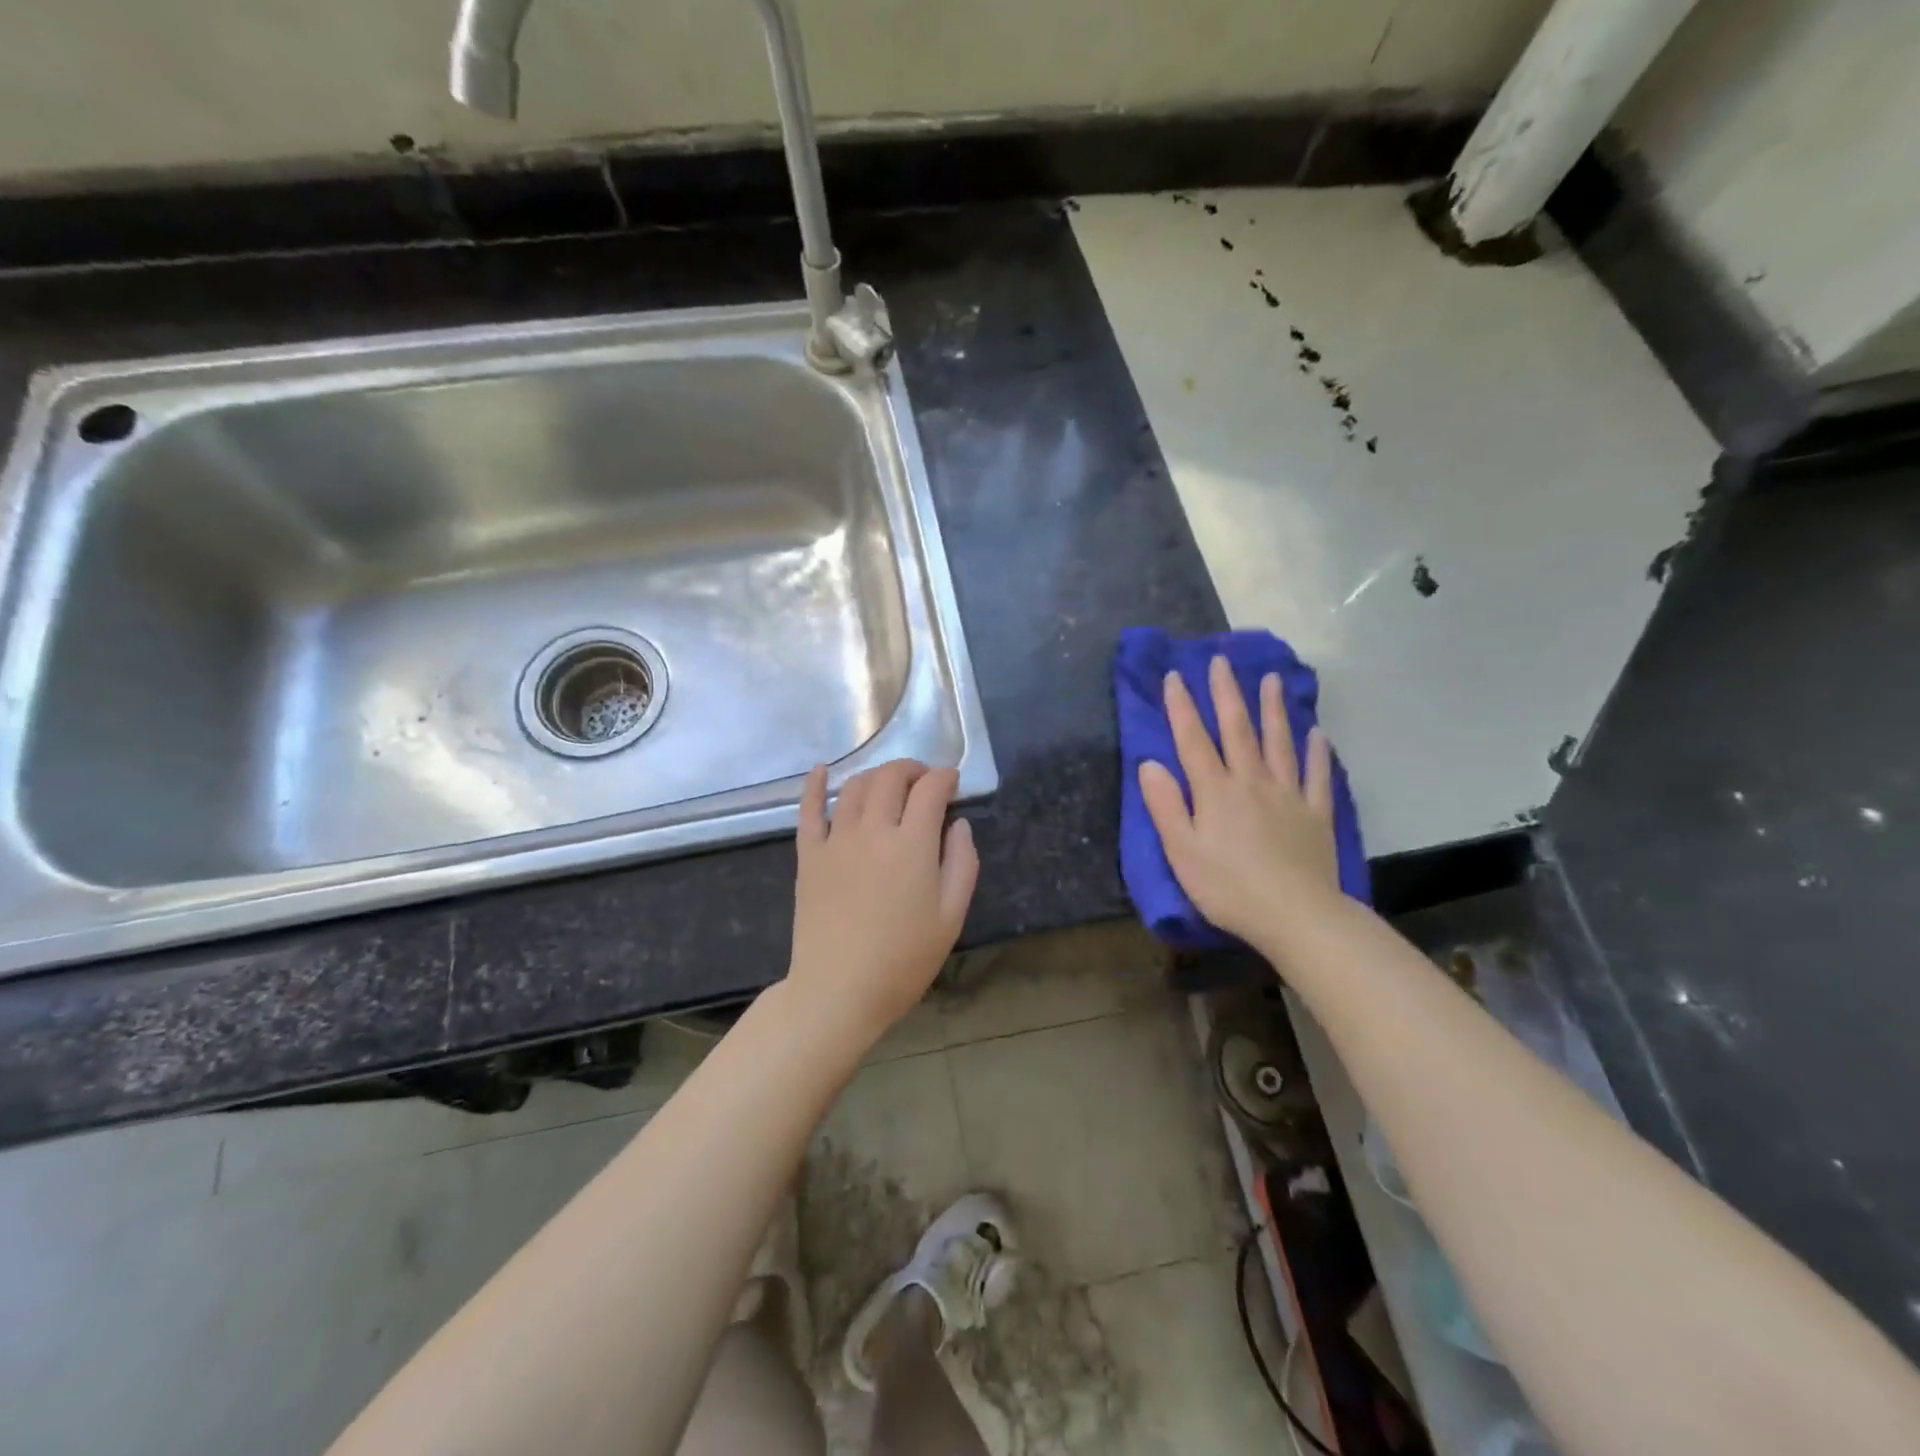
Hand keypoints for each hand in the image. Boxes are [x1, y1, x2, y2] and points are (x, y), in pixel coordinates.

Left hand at [788, 759, 978, 1047]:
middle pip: (891, 778)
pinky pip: (809, 810)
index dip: (944, 777)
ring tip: (889, 784)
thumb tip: (959, 824)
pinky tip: (820, 770)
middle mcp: (873, 830)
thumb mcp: (951, 917)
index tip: (952, 781)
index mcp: (912, 844)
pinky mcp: (809, 855)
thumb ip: (962, 863)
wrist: (838, 990)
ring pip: (855, 787)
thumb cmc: (903, 960)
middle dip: (912, 769)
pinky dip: (815, 785)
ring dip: (876, 775)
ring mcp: (836, 840)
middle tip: (924, 781)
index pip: (930, 790)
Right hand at [1139, 655, 1340, 949]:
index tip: (1175, 676)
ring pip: (1280, 743)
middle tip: (1222, 661)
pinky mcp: (1316, 814)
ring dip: (1273, 709)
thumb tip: (1149, 763)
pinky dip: (1318, 753)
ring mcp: (1288, 795)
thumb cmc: (1228, 888)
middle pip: (1238, 730)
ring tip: (1270, 680)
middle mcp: (1251, 782)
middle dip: (1227, 693)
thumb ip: (1166, 805)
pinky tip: (1319, 734)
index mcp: (1215, 792)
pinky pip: (1318, 776)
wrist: (1296, 916)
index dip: (1182, 707)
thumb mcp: (1182, 851)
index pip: (1194, 740)